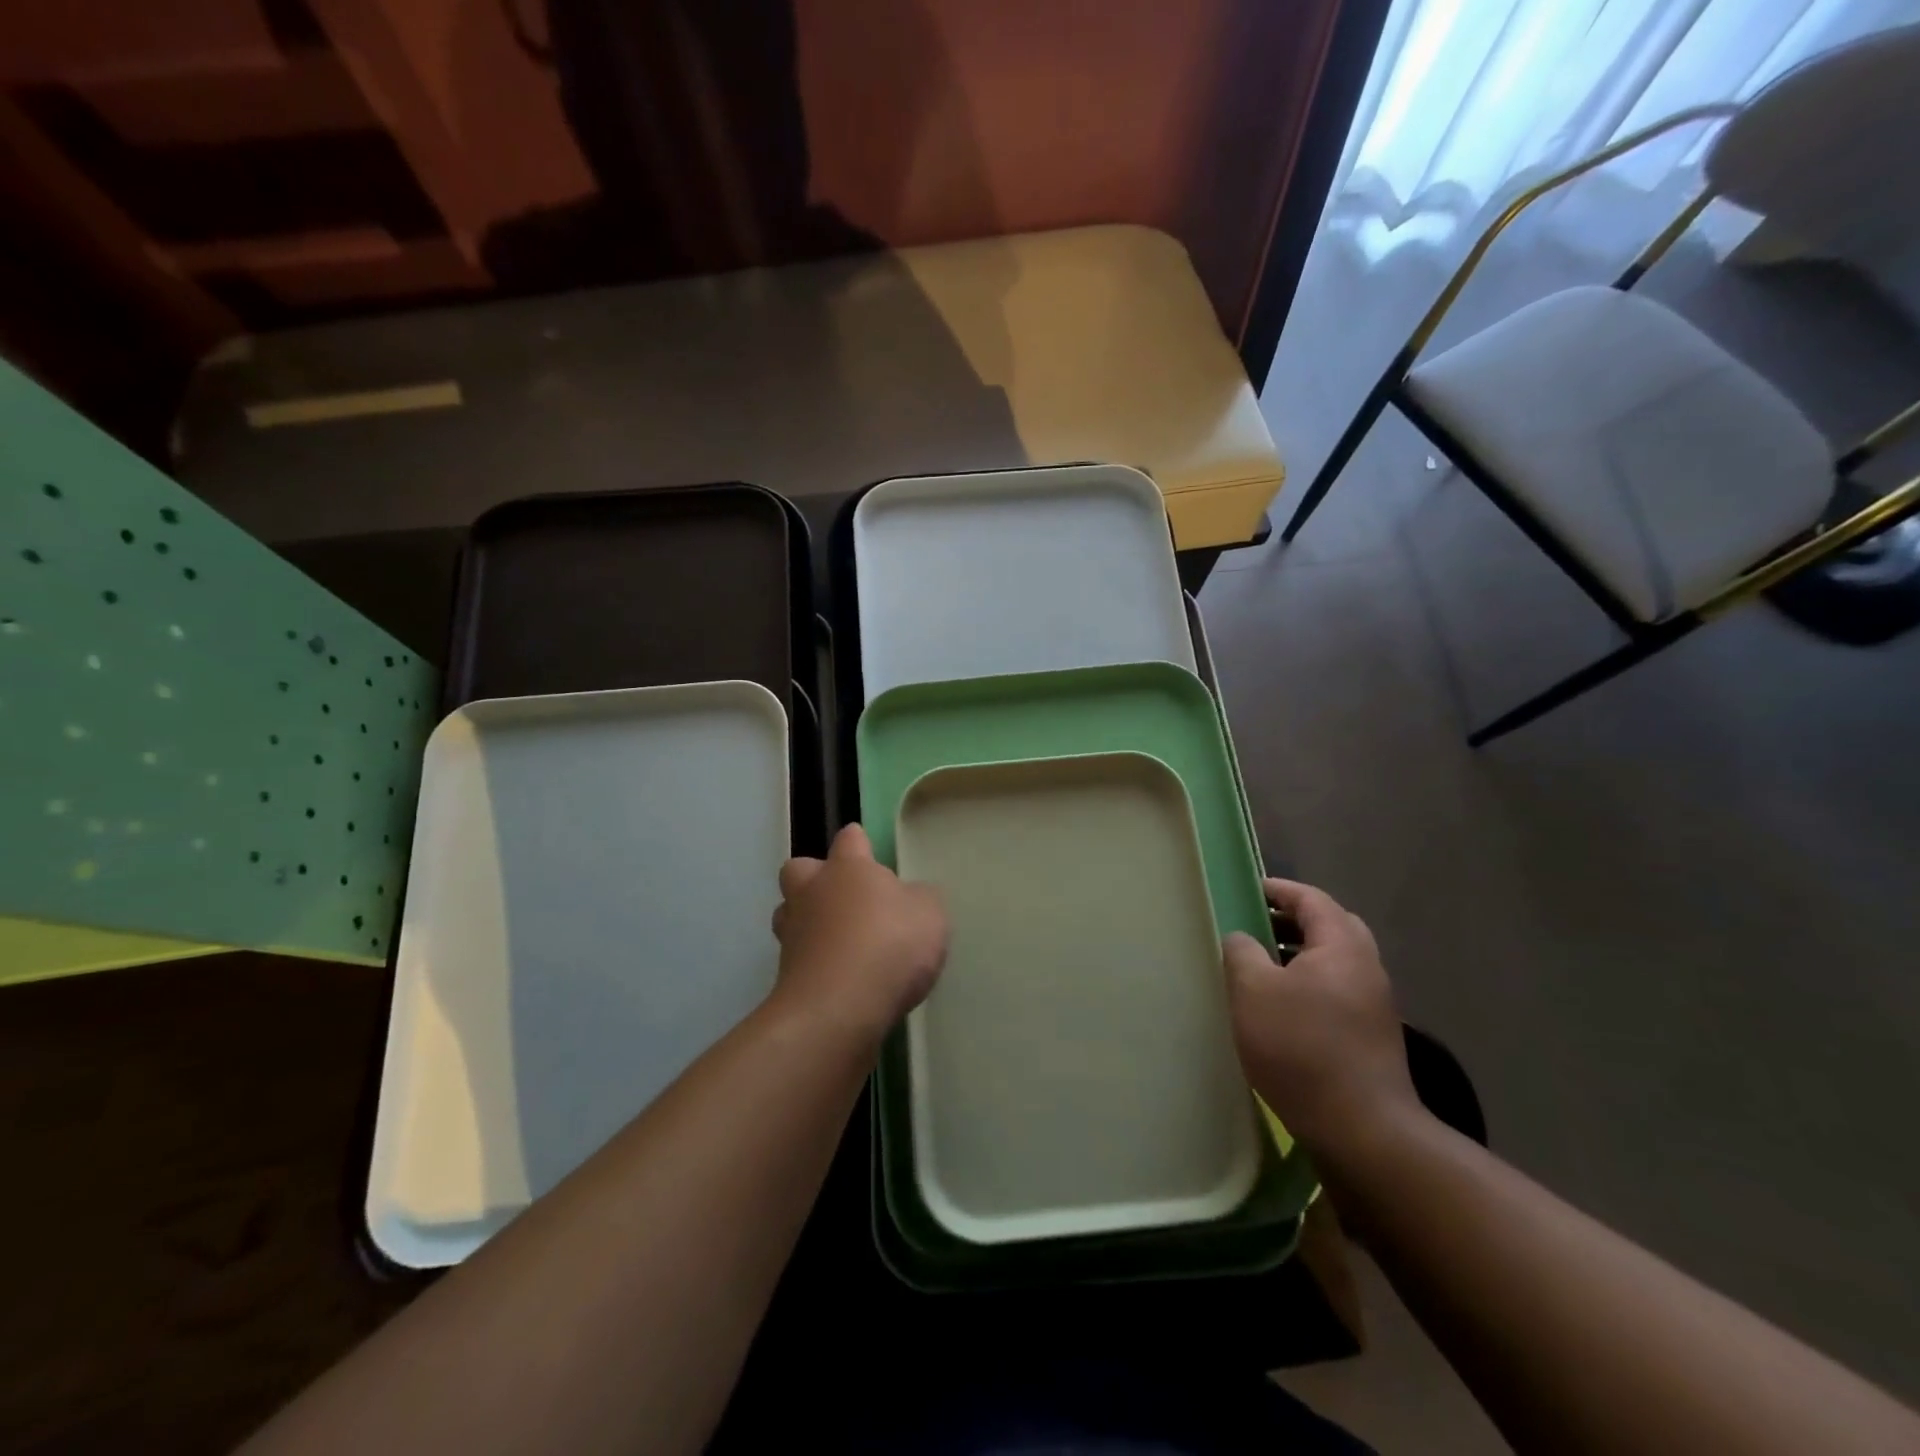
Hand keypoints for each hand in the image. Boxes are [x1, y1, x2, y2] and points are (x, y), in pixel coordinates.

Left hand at [770, 824, 947, 1037]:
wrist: (837, 1009)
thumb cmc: (889, 946)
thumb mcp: (929, 914)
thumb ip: (920, 899)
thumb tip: (909, 897)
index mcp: (848, 868)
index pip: (849, 839)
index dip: (859, 843)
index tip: (868, 849)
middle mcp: (812, 892)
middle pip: (800, 869)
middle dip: (815, 877)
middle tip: (844, 897)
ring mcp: (793, 934)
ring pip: (789, 913)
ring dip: (808, 921)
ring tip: (837, 941)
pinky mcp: (785, 975)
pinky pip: (799, 957)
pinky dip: (814, 962)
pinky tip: (839, 978)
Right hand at [1223, 878, 1420, 1156]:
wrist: (1362, 1129)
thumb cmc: (1300, 1047)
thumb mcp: (1252, 991)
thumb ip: (1242, 952)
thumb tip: (1242, 939)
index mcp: (1342, 946)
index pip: (1311, 899)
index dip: (1278, 890)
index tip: (1247, 890)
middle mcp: (1366, 967)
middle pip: (1330, 926)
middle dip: (1293, 920)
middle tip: (1256, 925)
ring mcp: (1374, 1004)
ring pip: (1334, 961)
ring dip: (1300, 954)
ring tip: (1260, 966)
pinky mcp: (1372, 1036)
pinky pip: (1337, 990)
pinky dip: (1309, 984)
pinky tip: (1282, 1008)